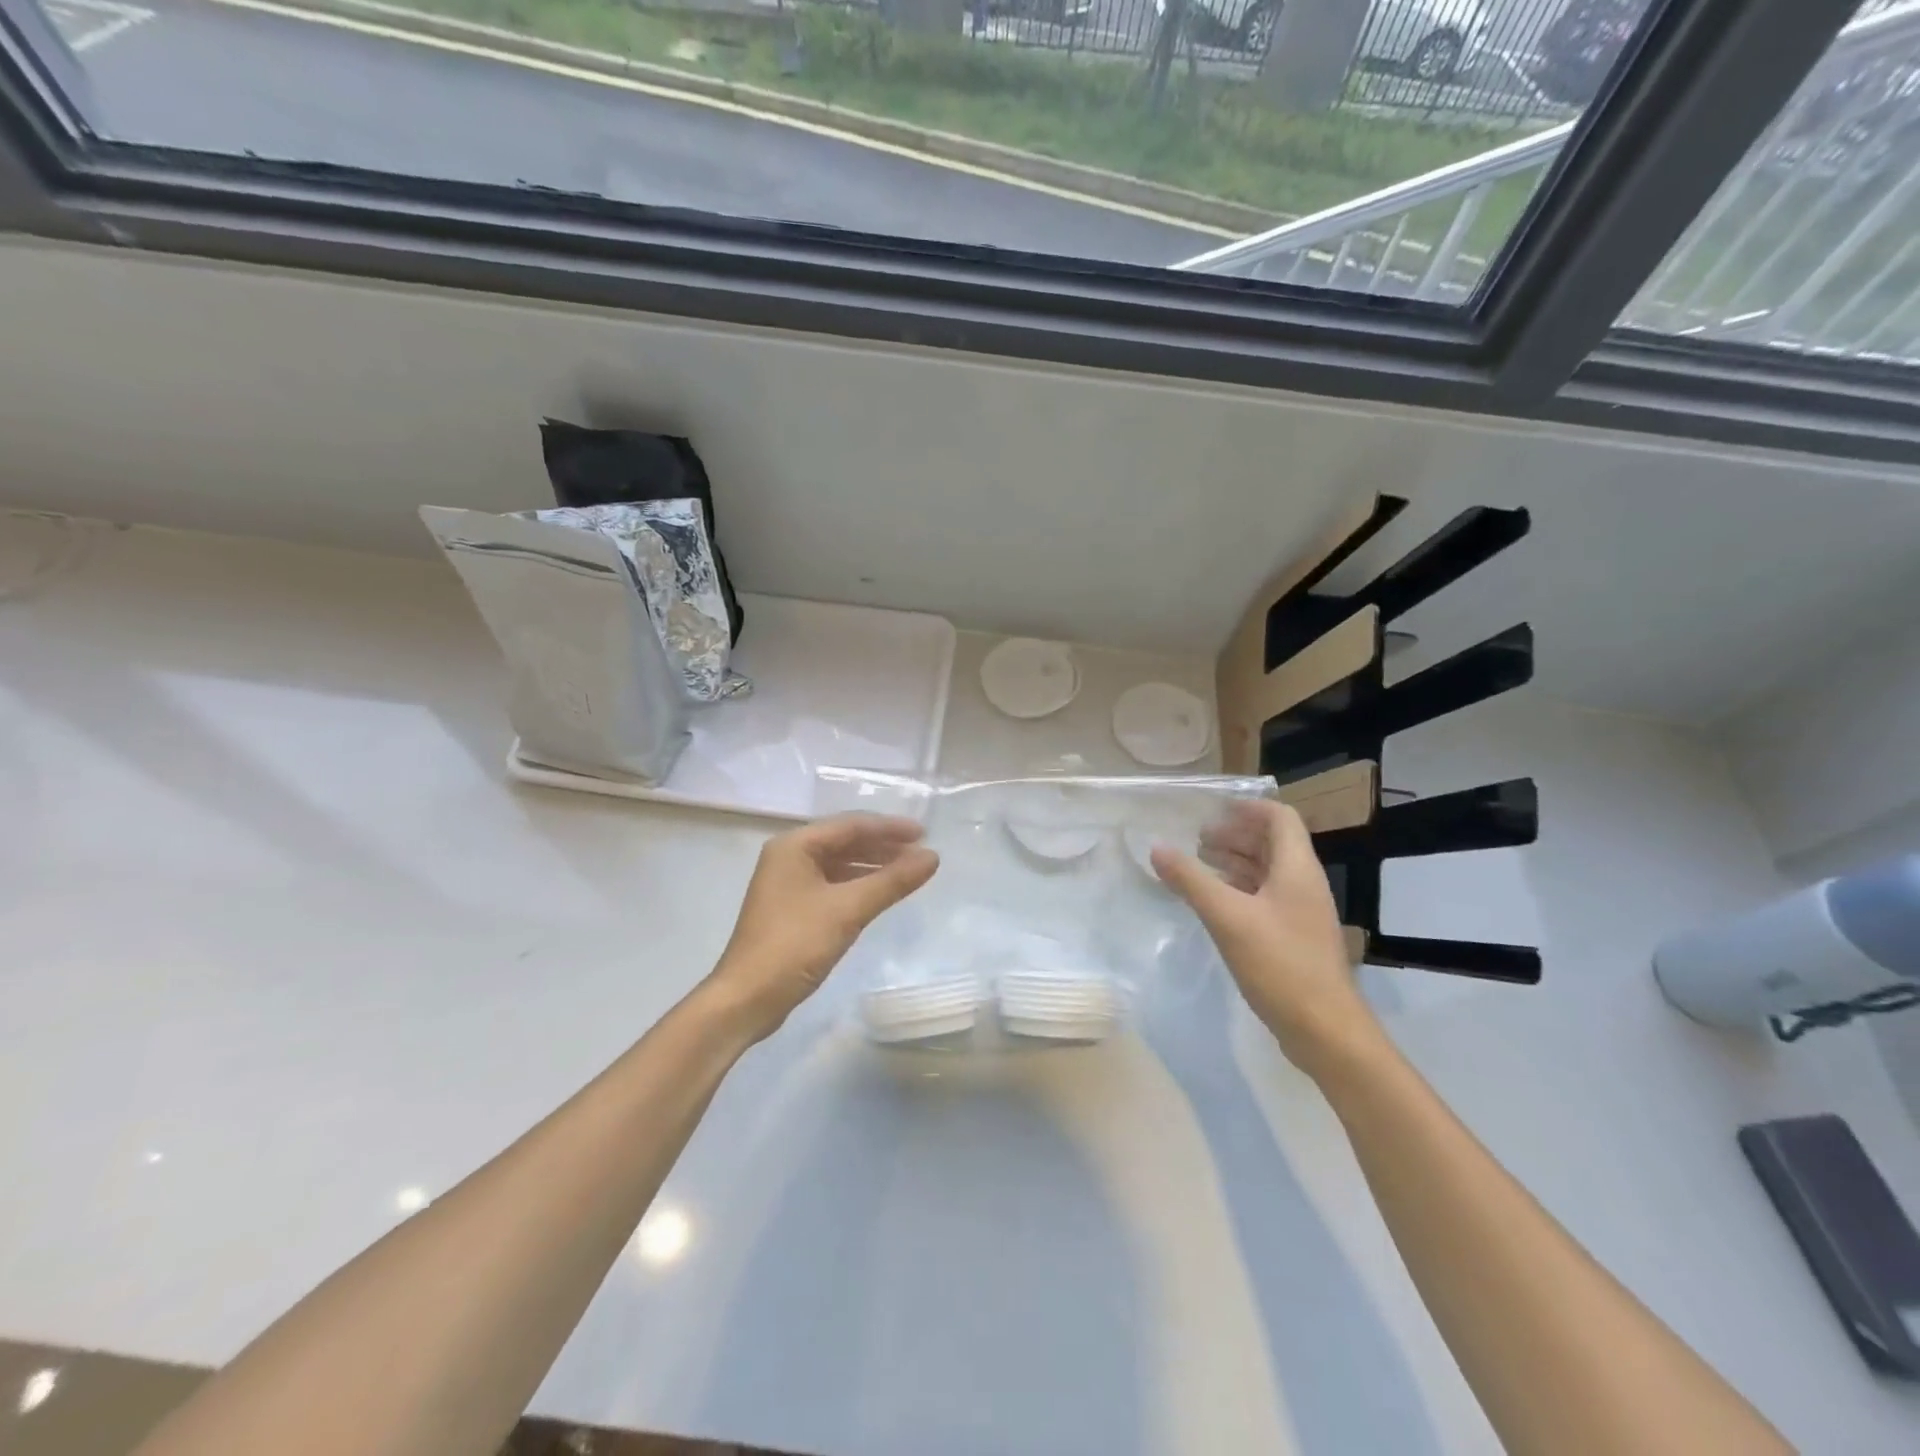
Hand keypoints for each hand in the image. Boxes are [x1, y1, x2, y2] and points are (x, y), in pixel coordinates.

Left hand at [708, 814, 939, 1040]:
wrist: (746, 999)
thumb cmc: (794, 945)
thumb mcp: (848, 910)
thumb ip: (892, 881)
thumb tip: (933, 857)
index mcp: (794, 846)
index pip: (851, 825)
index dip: (890, 828)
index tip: (926, 835)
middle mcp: (789, 856)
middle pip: (844, 841)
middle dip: (883, 846)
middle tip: (921, 854)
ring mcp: (788, 883)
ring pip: (839, 864)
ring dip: (873, 866)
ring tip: (908, 872)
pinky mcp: (792, 908)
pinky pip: (833, 884)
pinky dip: (858, 885)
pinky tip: (880, 893)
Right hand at [1151, 800, 1377, 1074]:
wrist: (1325, 1030)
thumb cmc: (1280, 964)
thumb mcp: (1227, 918)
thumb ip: (1191, 880)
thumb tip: (1158, 848)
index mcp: (1296, 869)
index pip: (1279, 817)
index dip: (1247, 808)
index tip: (1212, 811)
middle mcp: (1303, 884)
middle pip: (1272, 843)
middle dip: (1235, 835)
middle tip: (1197, 840)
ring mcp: (1301, 912)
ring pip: (1267, 872)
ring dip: (1235, 862)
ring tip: (1199, 865)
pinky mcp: (1294, 938)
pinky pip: (1265, 898)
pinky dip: (1239, 890)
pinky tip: (1214, 902)